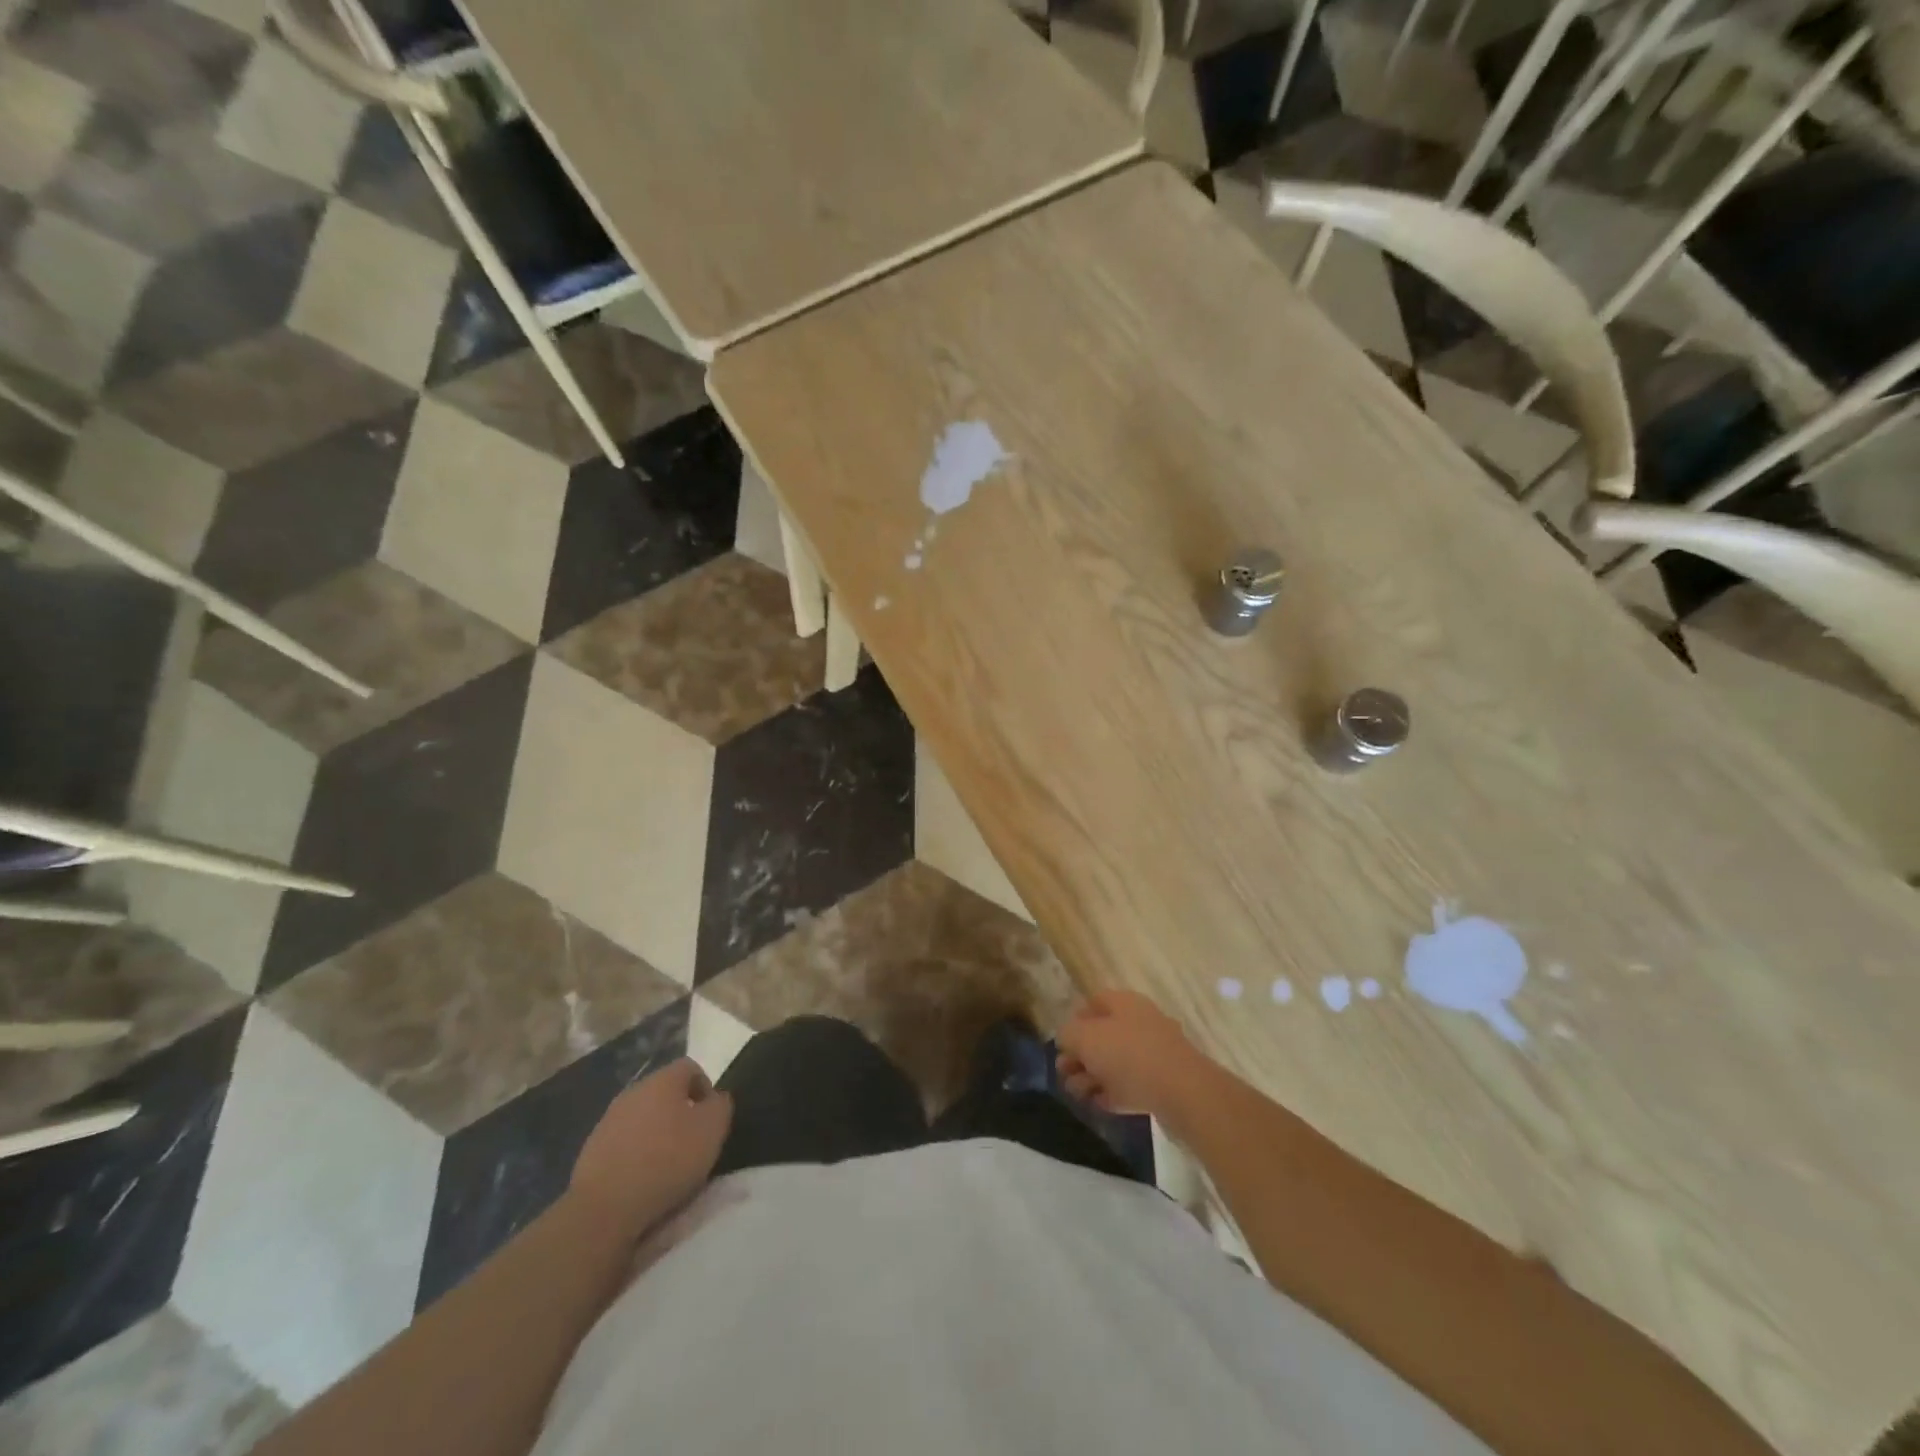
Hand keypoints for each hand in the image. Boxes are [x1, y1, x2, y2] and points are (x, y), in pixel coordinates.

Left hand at [570, 1059, 731, 1235]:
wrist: (604, 1207)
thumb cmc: (667, 1160)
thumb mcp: (712, 1130)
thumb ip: (720, 1106)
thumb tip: (716, 1098)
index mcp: (663, 1080)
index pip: (690, 1068)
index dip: (705, 1088)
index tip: (711, 1119)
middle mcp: (634, 1091)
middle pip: (664, 1091)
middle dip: (680, 1111)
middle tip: (692, 1141)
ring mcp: (608, 1120)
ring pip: (642, 1117)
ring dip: (656, 1132)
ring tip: (666, 1163)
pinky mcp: (592, 1149)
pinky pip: (623, 1141)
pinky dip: (635, 1153)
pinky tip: (641, 1178)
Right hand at [1057, 989, 1213, 1122]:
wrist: (1182, 1092)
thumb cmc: (1128, 1055)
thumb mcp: (1085, 1038)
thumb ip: (1068, 1034)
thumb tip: (1067, 1039)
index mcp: (1124, 1003)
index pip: (1093, 1003)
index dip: (1074, 1021)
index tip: (1061, 1045)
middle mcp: (1139, 1022)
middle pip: (1101, 1035)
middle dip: (1079, 1056)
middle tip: (1065, 1074)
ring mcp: (1153, 1053)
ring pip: (1114, 1062)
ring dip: (1092, 1077)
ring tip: (1079, 1094)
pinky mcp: (1161, 1082)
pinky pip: (1130, 1084)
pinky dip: (1113, 1093)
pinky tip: (1099, 1105)